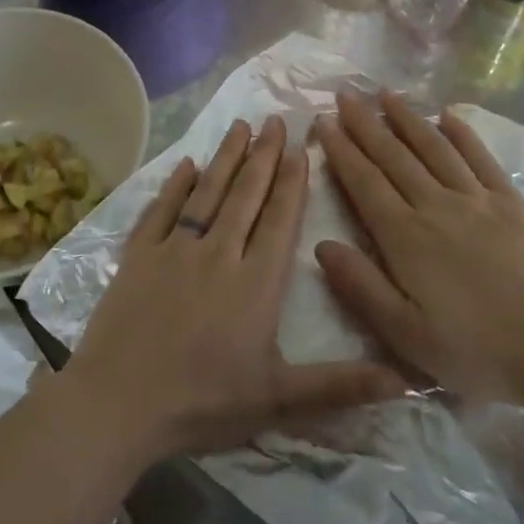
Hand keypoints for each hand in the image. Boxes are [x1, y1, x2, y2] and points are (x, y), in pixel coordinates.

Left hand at [66, 116, 406, 460]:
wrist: (118, 403)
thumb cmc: (202, 402)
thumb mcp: (278, 400)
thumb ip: (339, 385)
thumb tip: (405, 379)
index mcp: (255, 283)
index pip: (279, 220)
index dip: (292, 182)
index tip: (301, 147)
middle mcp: (217, 254)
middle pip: (245, 195)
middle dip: (263, 156)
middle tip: (275, 120)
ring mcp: (173, 251)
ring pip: (206, 194)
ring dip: (225, 159)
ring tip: (240, 126)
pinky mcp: (137, 257)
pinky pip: (160, 211)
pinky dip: (173, 186)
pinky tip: (184, 165)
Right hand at [312, 91, 523, 402]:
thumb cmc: (476, 350)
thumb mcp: (406, 334)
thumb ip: (361, 287)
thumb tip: (322, 244)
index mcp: (406, 237)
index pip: (364, 182)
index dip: (342, 150)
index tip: (324, 121)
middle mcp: (437, 206)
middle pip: (394, 156)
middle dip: (366, 124)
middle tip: (345, 95)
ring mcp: (478, 200)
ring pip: (434, 148)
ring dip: (407, 118)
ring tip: (385, 94)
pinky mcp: (513, 203)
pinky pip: (481, 158)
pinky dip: (462, 134)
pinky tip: (448, 116)